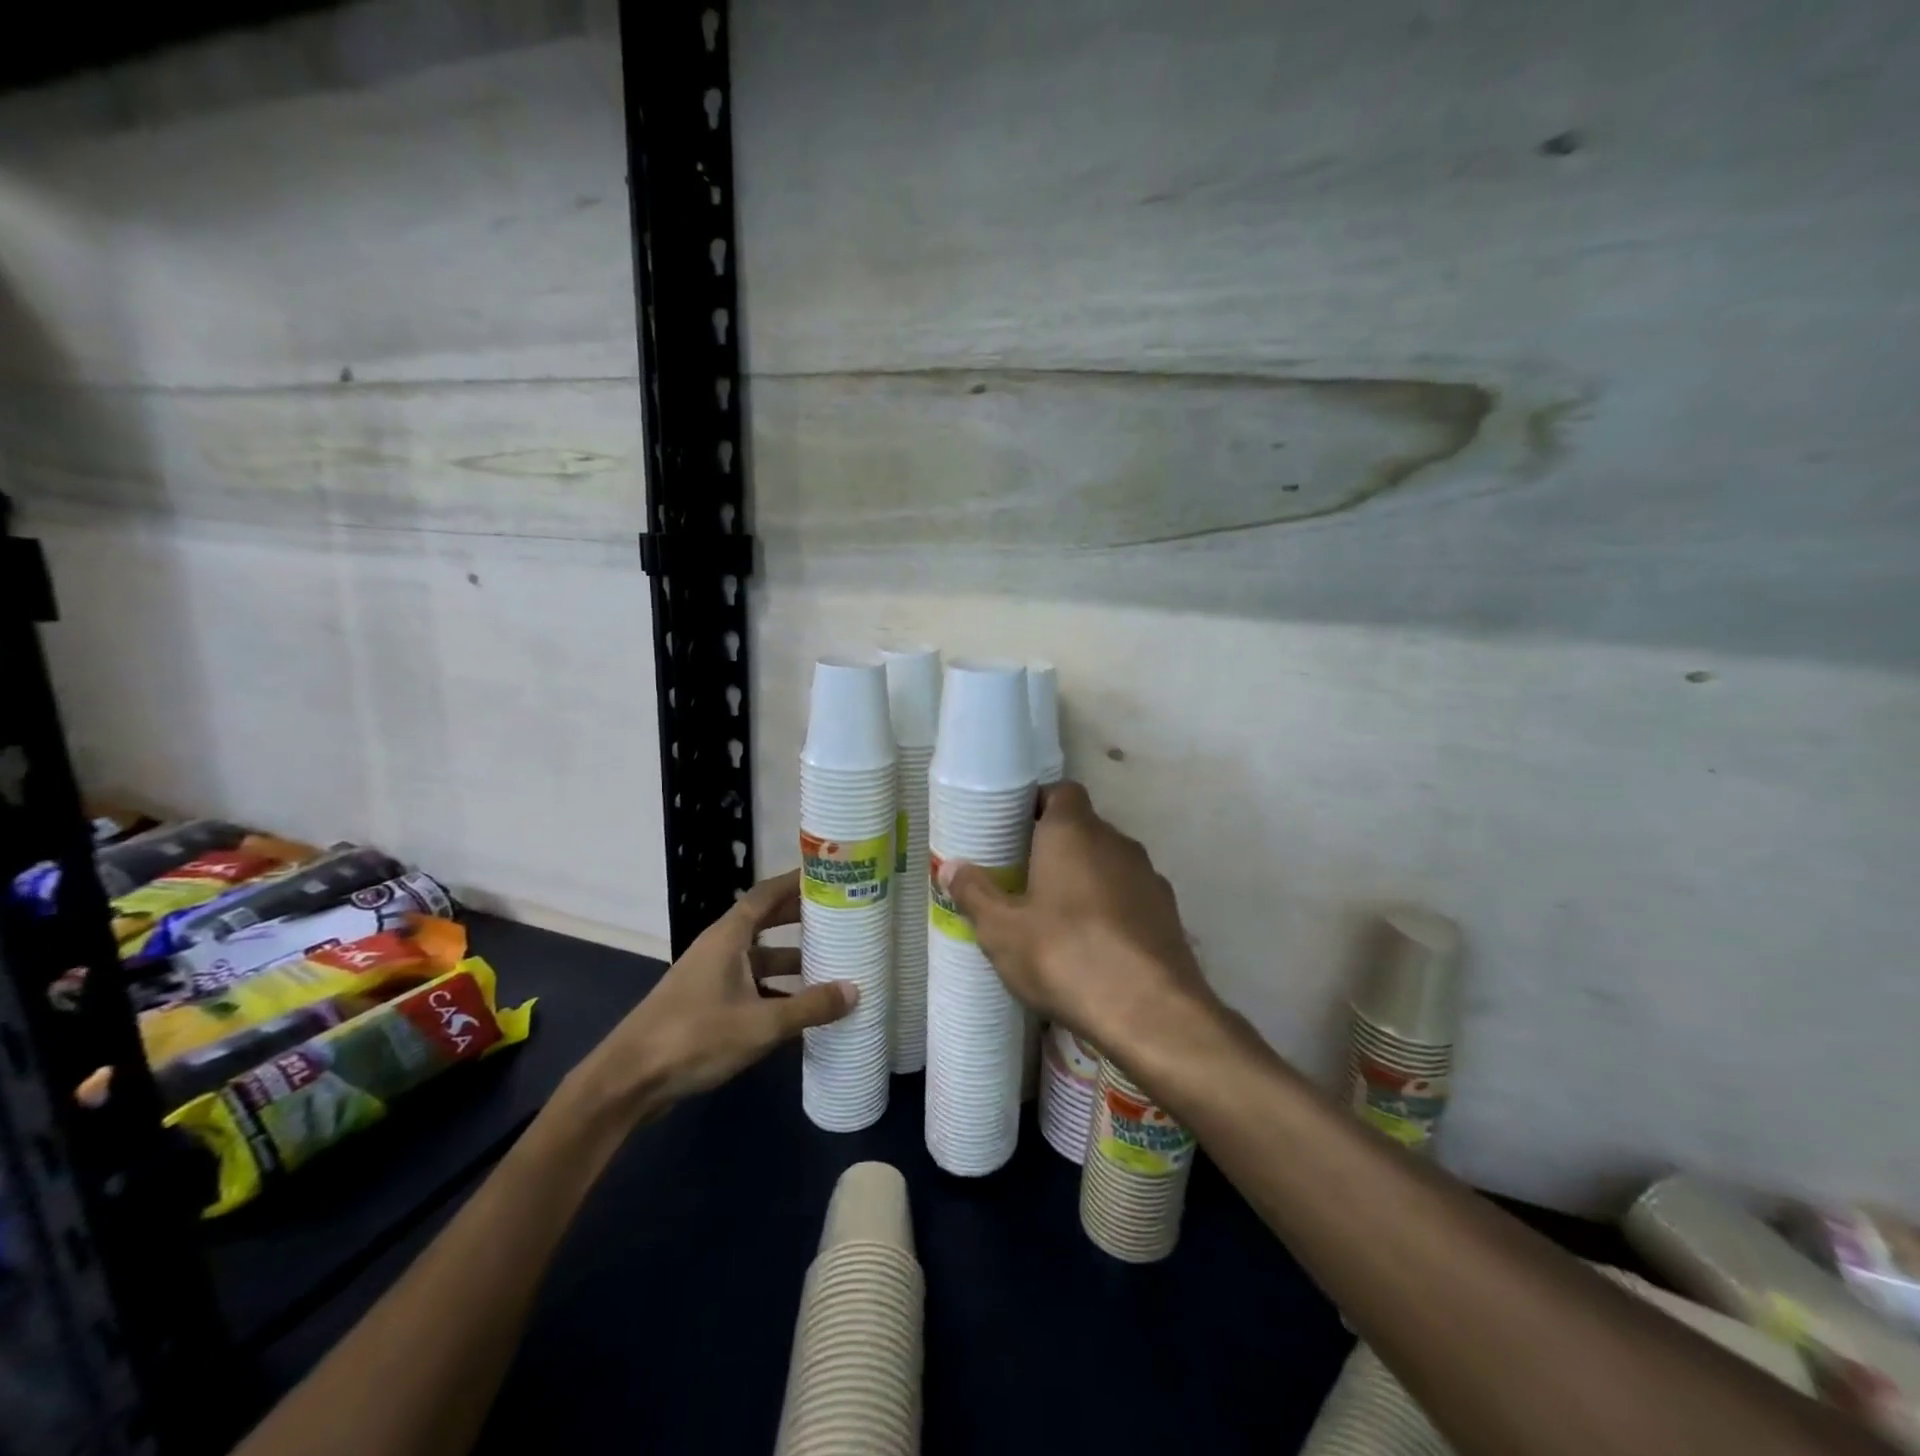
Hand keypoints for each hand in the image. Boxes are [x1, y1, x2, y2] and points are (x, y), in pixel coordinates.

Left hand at [572, 870, 855, 1116]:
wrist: (628, 1081)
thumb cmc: (695, 1037)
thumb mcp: (761, 1024)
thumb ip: (809, 1007)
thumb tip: (855, 990)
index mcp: (728, 937)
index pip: (765, 894)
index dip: (795, 882)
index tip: (827, 876)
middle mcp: (718, 949)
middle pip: (764, 923)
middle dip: (799, 920)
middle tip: (837, 918)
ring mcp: (709, 978)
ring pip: (758, 959)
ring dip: (789, 961)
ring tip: (828, 966)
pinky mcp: (704, 1006)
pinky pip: (748, 986)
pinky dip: (774, 991)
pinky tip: (798, 1011)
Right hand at [940, 782, 1216, 1057]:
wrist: (1150, 1012)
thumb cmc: (1064, 956)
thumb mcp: (1001, 930)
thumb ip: (975, 893)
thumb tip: (951, 866)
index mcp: (1074, 831)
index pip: (1060, 791)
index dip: (1037, 805)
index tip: (1013, 831)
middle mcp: (1116, 842)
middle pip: (1083, 828)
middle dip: (1055, 846)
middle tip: (1023, 877)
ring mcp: (1148, 876)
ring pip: (1108, 863)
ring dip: (1085, 878)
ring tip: (1056, 915)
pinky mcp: (1168, 912)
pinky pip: (1129, 895)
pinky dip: (1110, 907)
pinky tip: (1093, 944)